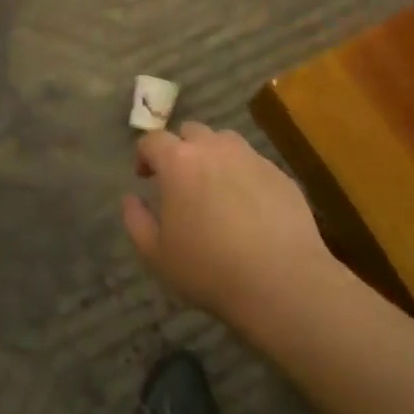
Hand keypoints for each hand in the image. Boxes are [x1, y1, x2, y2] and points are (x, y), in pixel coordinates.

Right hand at [123, 122, 333, 326]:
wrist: (281, 281)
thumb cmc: (209, 269)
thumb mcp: (156, 254)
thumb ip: (136, 221)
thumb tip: (131, 199)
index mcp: (179, 162)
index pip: (152, 140)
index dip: (144, 155)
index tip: (145, 177)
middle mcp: (215, 149)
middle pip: (191, 132)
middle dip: (180, 149)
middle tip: (179, 181)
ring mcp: (251, 158)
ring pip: (225, 142)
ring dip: (213, 156)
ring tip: (214, 188)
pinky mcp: (280, 174)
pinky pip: (253, 163)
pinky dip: (243, 175)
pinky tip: (247, 206)